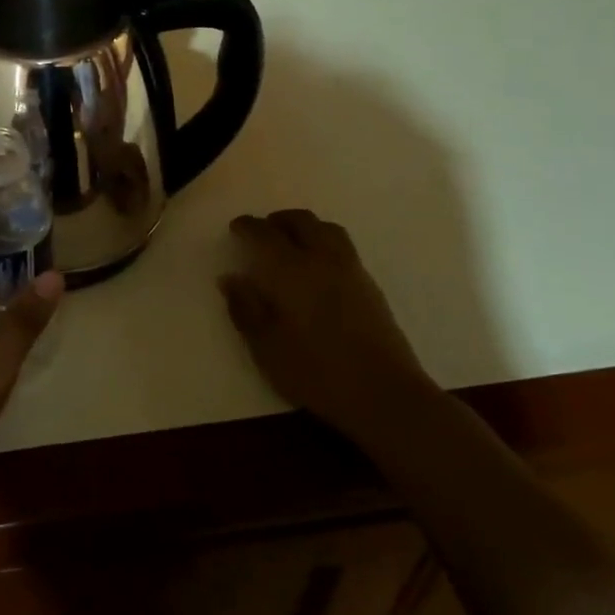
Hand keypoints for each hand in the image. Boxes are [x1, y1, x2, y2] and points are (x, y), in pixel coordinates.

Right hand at [219, 210, 438, 438]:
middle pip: (301, 221)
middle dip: (278, 220)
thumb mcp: (266, 347)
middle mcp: (322, 260)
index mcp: (291, 271)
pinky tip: (318, 267)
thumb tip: (230, 278)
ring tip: (292, 242)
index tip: (236, 227)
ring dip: (305, 226)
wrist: (384, 394)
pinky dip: (324, 242)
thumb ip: (245, 308)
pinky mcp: (371, 286)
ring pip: (327, 229)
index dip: (247, 227)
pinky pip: (343, 247)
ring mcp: (351, 270)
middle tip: (262, 231)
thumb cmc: (316, 372)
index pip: (264, 234)